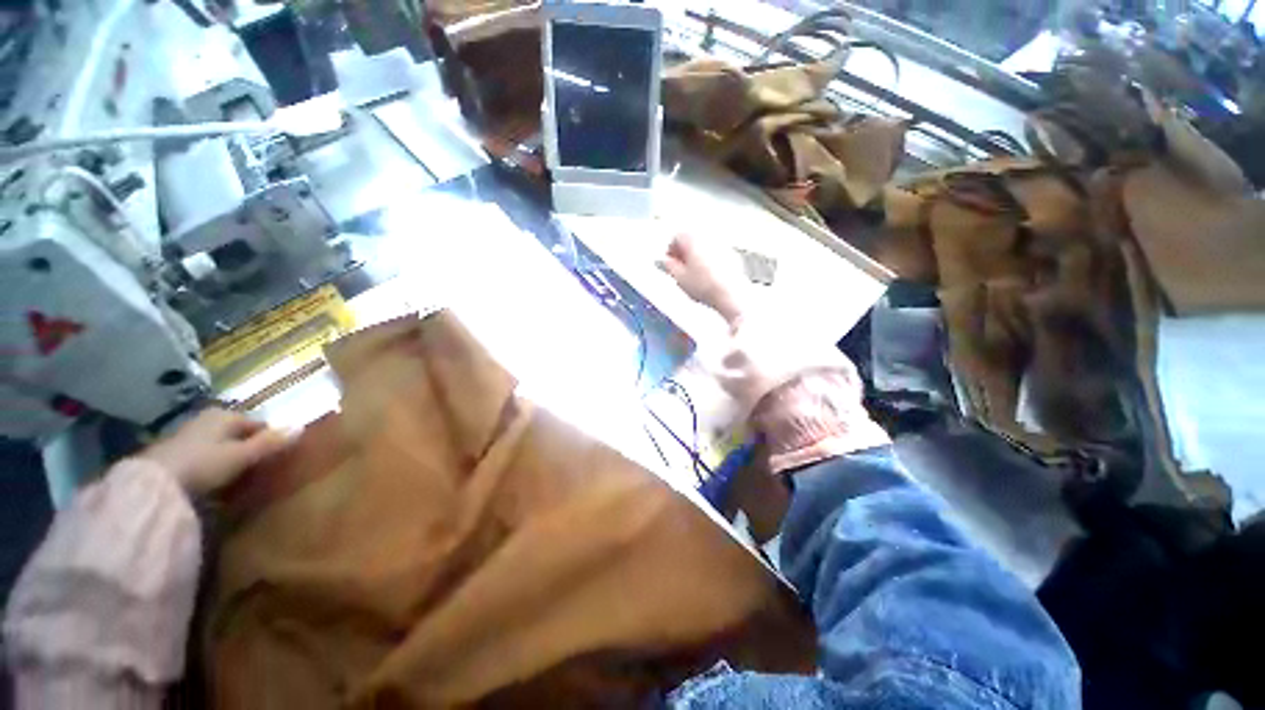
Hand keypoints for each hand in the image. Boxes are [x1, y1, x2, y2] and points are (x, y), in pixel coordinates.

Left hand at [140, 409, 292, 495]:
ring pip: (220, 445)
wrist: (152, 483)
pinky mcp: (175, 454)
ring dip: (230, 458)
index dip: (269, 438)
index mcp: (225, 415)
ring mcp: (188, 436)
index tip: (276, 456)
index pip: (257, 424)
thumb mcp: (242, 455)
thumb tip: (302, 426)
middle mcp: (207, 420)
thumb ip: (271, 442)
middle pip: (237, 434)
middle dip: (248, 448)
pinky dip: (212, 466)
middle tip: (259, 468)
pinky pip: (204, 457)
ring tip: (238, 478)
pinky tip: (214, 482)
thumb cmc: (204, 463)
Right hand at [658, 234, 746, 326]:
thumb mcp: (679, 278)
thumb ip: (669, 266)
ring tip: (693, 274)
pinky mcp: (733, 255)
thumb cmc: (706, 286)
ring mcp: (722, 245)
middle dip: (684, 252)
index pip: (676, 237)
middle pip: (692, 239)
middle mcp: (709, 237)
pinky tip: (707, 277)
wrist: (731, 295)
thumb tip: (665, 262)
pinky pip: (716, 254)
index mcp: (693, 238)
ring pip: (704, 247)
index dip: (670, 251)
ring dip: (697, 257)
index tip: (669, 262)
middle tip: (679, 268)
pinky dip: (710, 261)